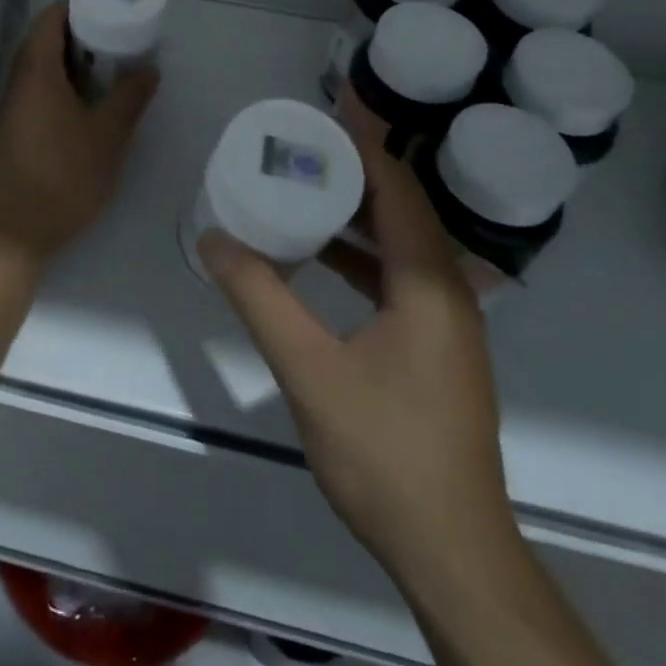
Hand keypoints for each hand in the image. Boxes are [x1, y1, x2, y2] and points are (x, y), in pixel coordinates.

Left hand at [0, 2, 157, 268]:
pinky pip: (32, 89)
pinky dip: (56, 81)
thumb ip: (130, 98)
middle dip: (72, 30)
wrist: (18, 231)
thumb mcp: (108, 136)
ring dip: (64, 58)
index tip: (101, 4)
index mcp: (37, 74)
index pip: (48, 21)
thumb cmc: (65, 177)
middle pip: (40, 40)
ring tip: (100, 62)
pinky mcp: (9, 130)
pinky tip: (80, 98)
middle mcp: (17, 83)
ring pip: (35, 67)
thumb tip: (149, 69)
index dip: (72, 5)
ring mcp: (9, 108)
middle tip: (109, 32)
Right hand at [197, 134, 514, 585]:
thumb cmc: (385, 452)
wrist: (452, 552)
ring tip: (302, 191)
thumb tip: (213, 238)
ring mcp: (446, 320)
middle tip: (298, 147)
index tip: (319, 114)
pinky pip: (398, 276)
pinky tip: (320, 261)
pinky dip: (360, 256)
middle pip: (401, 208)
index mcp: (428, 281)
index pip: (397, 187)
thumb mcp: (309, 370)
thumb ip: (259, 297)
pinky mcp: (436, 346)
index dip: (361, 144)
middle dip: (353, 171)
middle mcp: (448, 288)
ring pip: (400, 243)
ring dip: (355, 214)